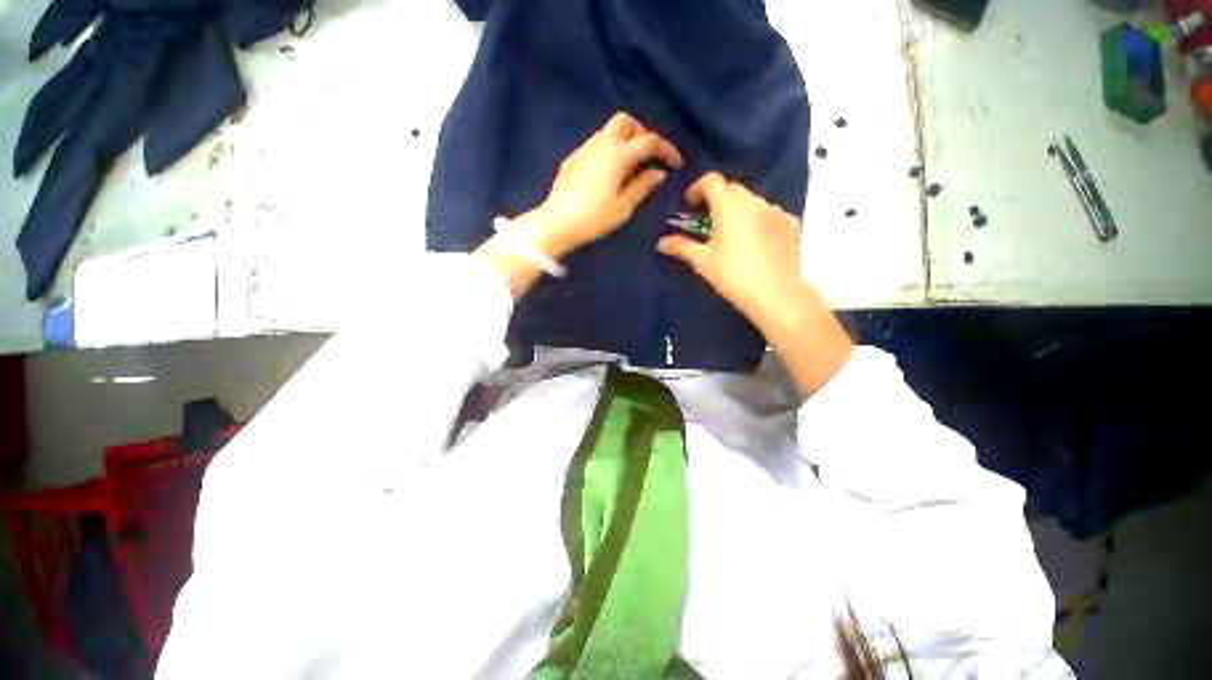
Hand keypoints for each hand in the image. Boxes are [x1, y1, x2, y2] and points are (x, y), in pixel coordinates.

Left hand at [478, 112, 682, 298]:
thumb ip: (643, 186)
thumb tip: (658, 173)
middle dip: (642, 134)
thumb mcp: (624, 207)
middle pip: (626, 122)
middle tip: (648, 158)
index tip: (676, 164)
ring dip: (624, 141)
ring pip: (609, 131)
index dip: (667, 150)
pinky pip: (596, 144)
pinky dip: (609, 150)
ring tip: (630, 169)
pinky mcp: (573, 158)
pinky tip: (609, 174)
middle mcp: (601, 143)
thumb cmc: (594, 218)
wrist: (557, 223)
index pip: (649, 141)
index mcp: (618, 154)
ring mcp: (584, 149)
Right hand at [656, 172, 804, 332]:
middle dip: (716, 199)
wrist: (776, 295)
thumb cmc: (733, 276)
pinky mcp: (791, 223)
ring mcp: (776, 211)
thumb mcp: (702, 262)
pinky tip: (754, 242)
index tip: (690, 206)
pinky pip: (768, 213)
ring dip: (737, 209)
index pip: (711, 180)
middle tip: (707, 222)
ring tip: (731, 234)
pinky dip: (757, 219)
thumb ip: (681, 247)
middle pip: (731, 188)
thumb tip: (661, 243)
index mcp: (729, 206)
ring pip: (751, 200)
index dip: (697, 188)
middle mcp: (754, 201)